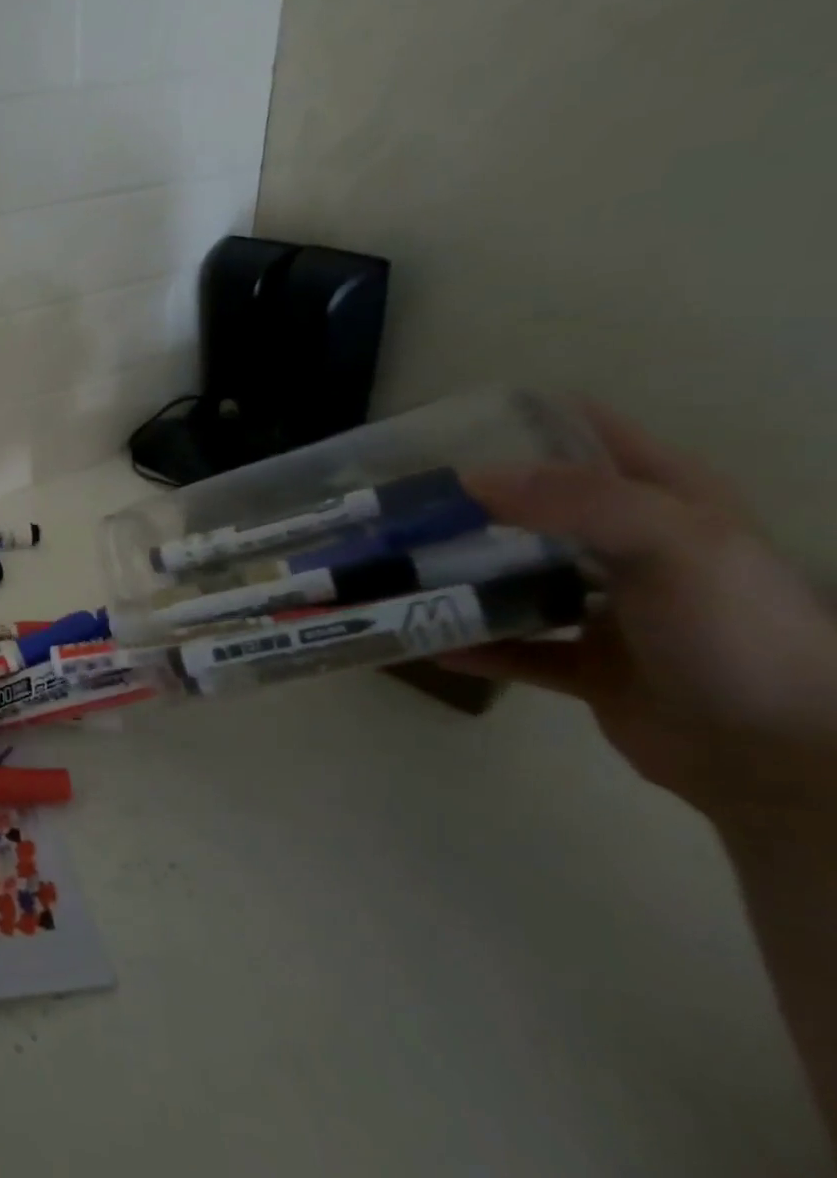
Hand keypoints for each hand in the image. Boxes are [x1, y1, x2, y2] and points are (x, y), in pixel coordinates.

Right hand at [444, 404, 836, 821]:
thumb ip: (575, 500)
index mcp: (668, 502)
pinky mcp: (590, 665)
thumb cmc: (734, 630)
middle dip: (475, 503)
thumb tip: (470, 479)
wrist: (776, 754)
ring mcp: (612, 609)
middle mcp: (636, 548)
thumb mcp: (672, 543)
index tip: (447, 429)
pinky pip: (516, 649)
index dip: (526, 423)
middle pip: (541, 509)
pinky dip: (474, 645)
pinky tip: (425, 640)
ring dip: (466, 575)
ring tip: (400, 566)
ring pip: (521, 579)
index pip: (593, 437)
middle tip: (405, 503)